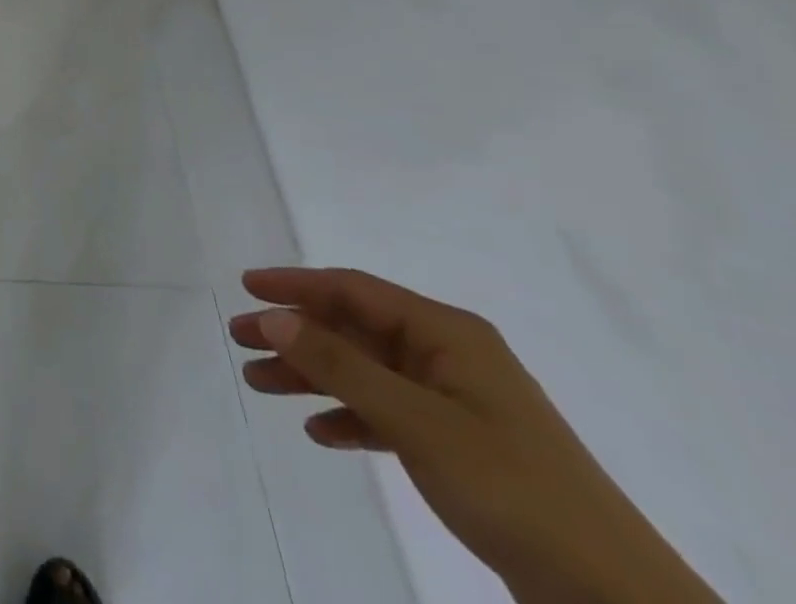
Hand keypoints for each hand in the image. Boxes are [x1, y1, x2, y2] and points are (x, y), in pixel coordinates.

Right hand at [230, 268, 719, 603]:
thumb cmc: (512, 488)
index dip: (296, 284)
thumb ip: (340, 366)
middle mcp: (447, 356)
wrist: (617, 602)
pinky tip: (320, 433)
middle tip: (238, 339)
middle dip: (294, 334)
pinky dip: (350, 418)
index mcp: (446, 334)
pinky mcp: (459, 446)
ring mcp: (455, 402)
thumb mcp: (417, 422)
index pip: (354, 290)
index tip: (245, 286)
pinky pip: (387, 414)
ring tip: (259, 384)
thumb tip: (272, 316)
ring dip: (312, 376)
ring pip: (363, 372)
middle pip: (353, 330)